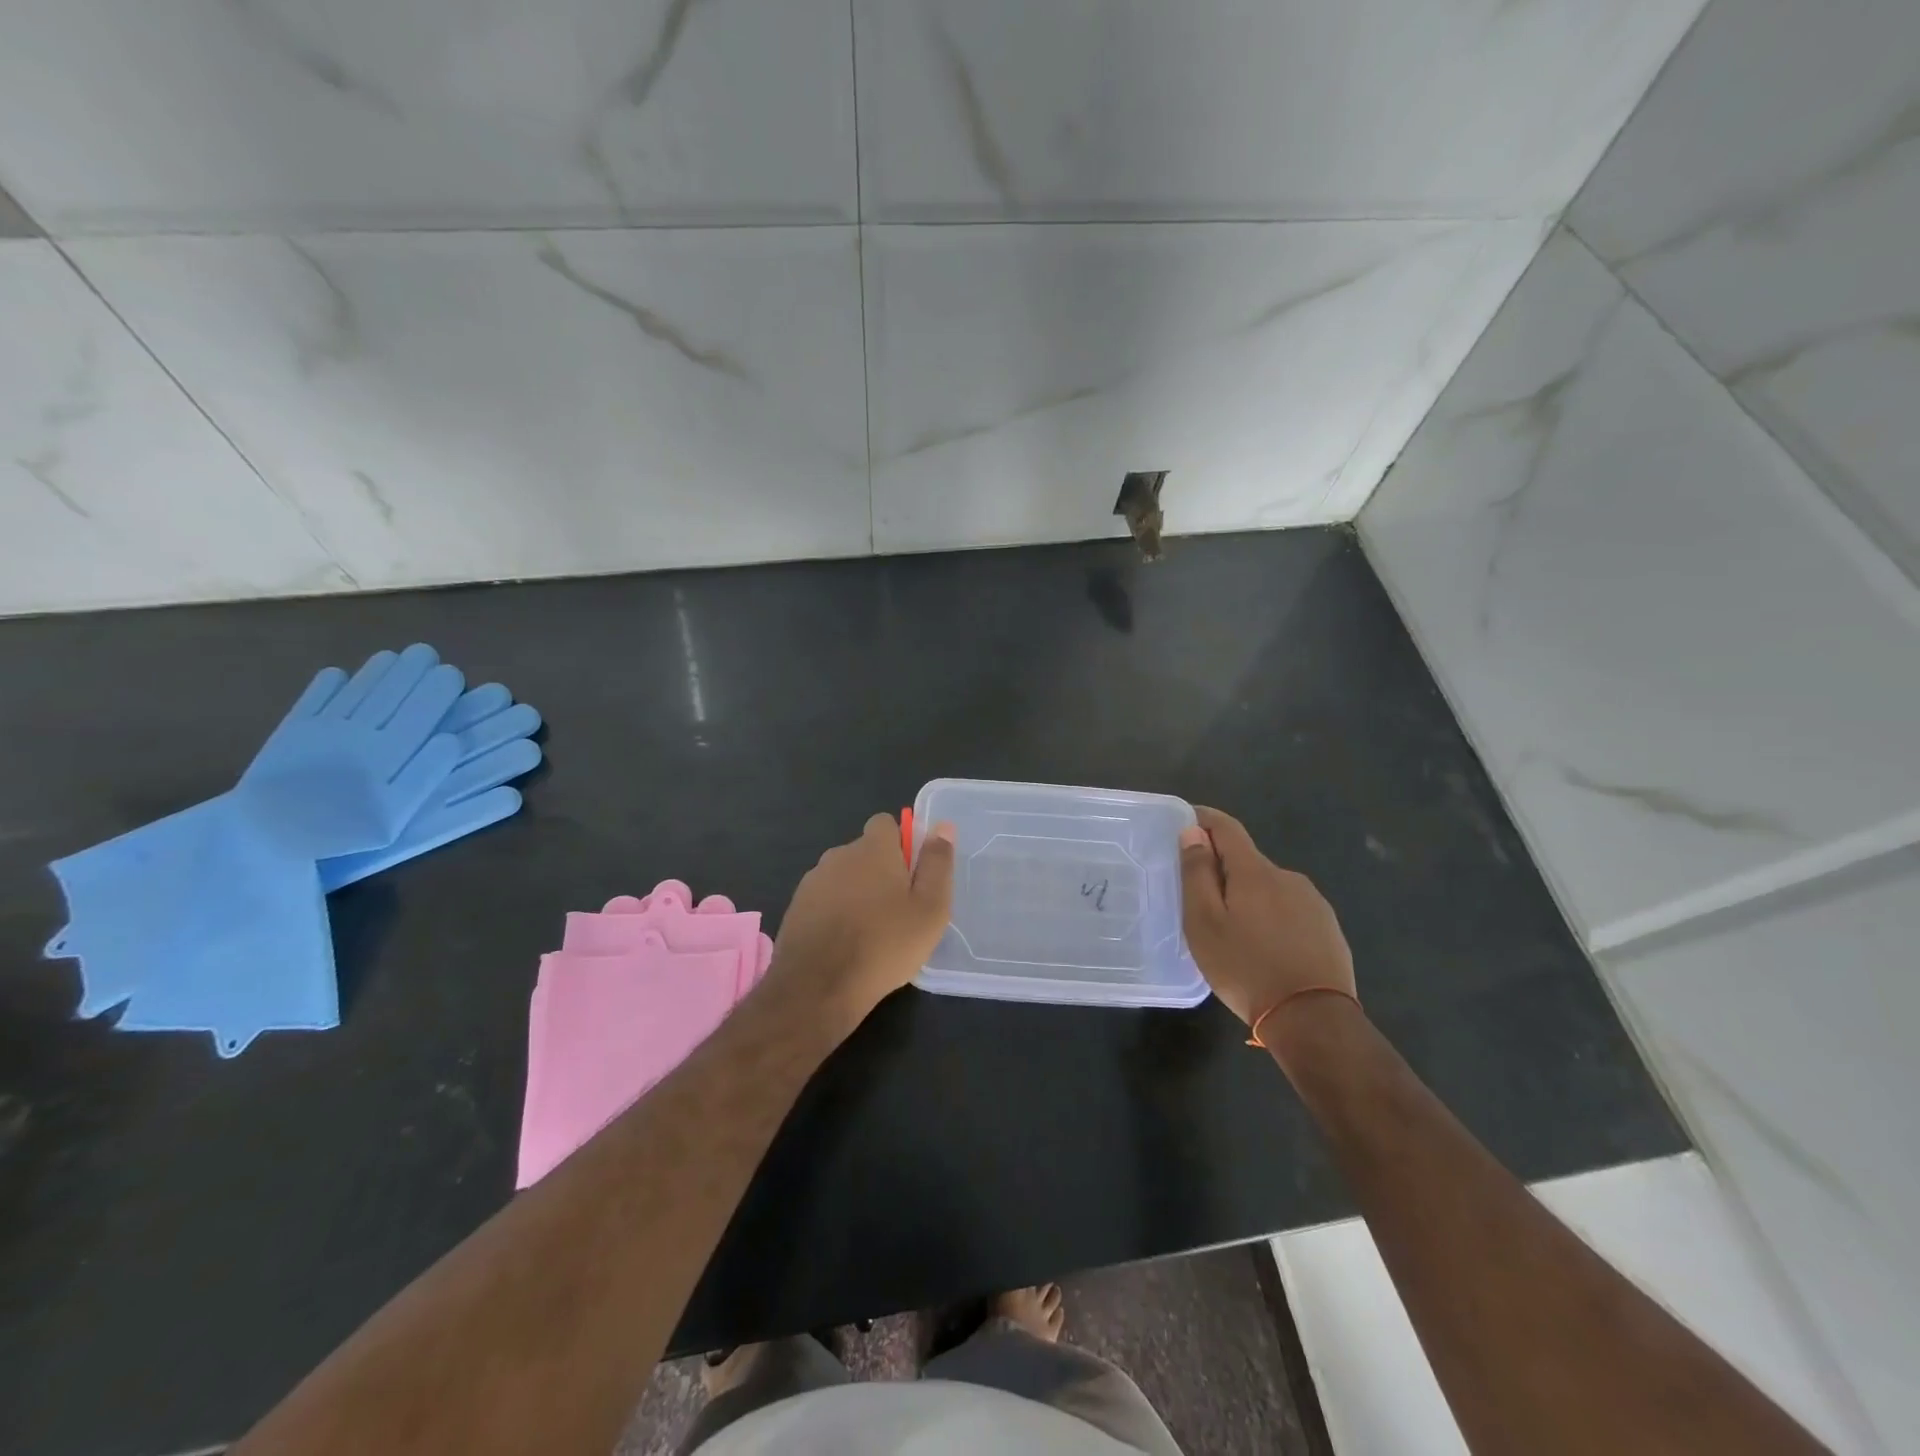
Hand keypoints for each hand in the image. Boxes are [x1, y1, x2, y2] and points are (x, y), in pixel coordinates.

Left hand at [769, 813, 956, 1026]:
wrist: (818, 987)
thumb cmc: (885, 944)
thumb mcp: (929, 907)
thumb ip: (937, 863)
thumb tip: (943, 826)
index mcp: (872, 848)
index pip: (885, 823)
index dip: (901, 844)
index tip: (912, 875)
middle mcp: (838, 855)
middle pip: (864, 852)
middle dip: (880, 872)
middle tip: (898, 911)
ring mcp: (812, 881)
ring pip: (844, 877)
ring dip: (857, 893)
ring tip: (871, 933)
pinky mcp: (796, 908)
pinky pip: (824, 900)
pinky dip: (835, 913)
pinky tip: (844, 945)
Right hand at [1178, 806, 1355, 1026]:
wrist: (1314, 1019)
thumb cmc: (1246, 968)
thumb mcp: (1205, 923)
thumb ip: (1197, 873)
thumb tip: (1194, 832)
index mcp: (1254, 871)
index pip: (1226, 827)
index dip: (1204, 819)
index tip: (1186, 821)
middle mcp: (1287, 877)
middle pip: (1247, 861)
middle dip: (1223, 871)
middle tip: (1202, 904)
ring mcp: (1313, 903)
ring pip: (1269, 888)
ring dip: (1249, 898)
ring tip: (1234, 934)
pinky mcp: (1329, 929)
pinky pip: (1290, 911)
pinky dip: (1271, 919)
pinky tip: (1266, 949)